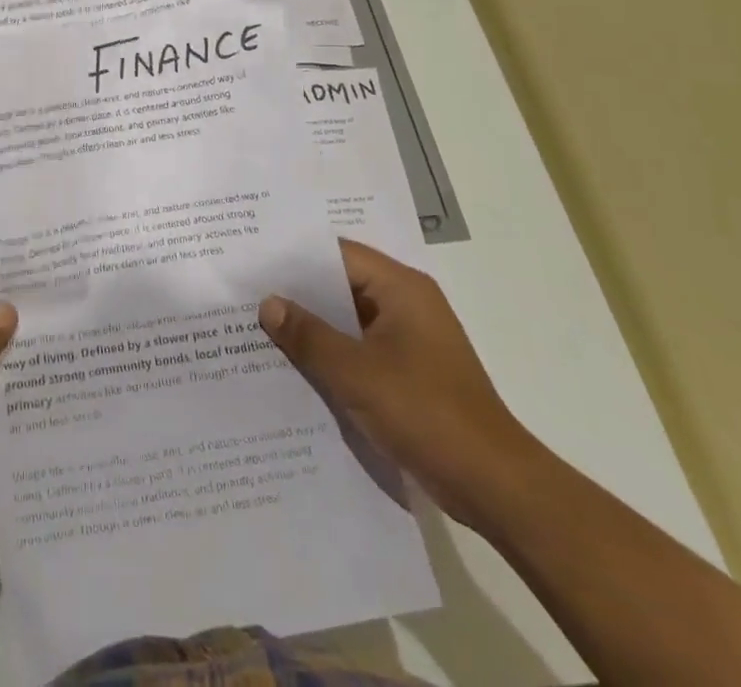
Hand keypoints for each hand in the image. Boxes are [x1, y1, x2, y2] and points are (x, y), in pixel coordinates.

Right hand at [260, 237, 538, 526]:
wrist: (495, 486)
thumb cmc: (426, 414)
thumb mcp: (356, 373)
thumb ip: (309, 336)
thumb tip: (268, 304)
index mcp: (402, 288)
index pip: (338, 254)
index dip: (294, 257)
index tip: (253, 260)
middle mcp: (407, 304)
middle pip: (341, 285)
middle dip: (297, 293)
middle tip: (246, 292)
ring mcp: (410, 340)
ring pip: (349, 320)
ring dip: (313, 326)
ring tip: (258, 326)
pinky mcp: (409, 372)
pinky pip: (360, 349)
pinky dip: (331, 353)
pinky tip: (294, 365)